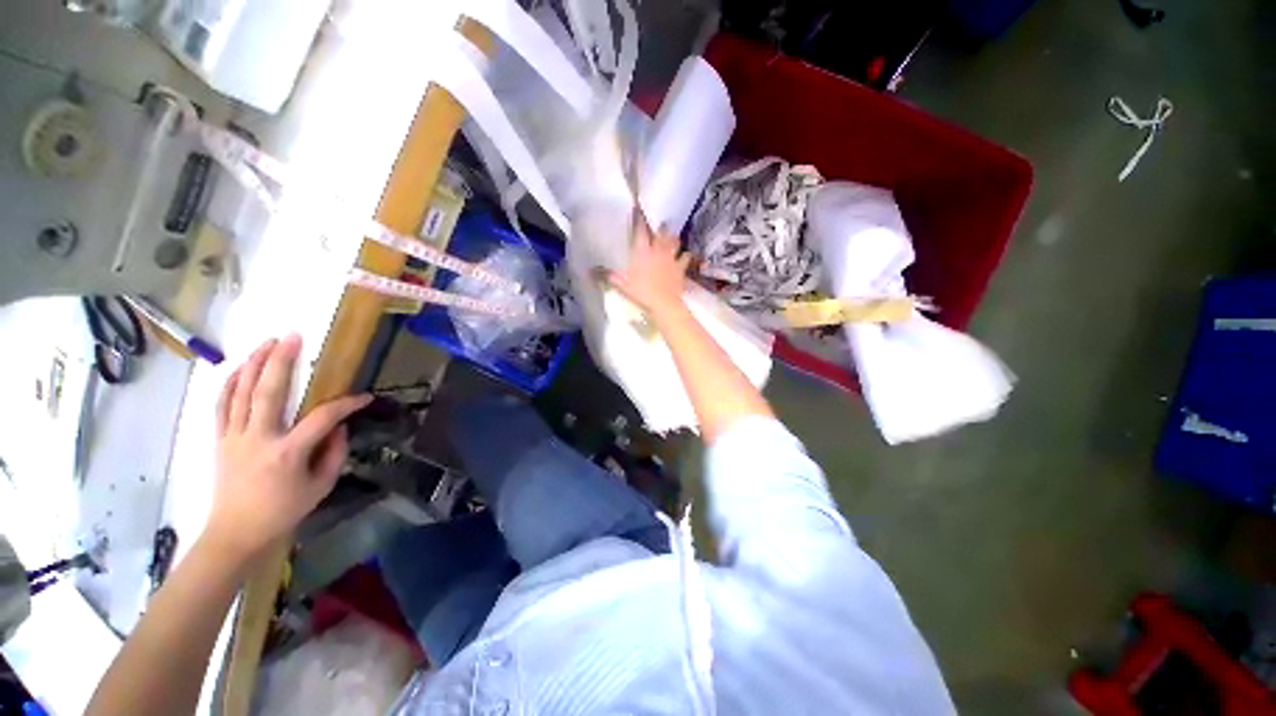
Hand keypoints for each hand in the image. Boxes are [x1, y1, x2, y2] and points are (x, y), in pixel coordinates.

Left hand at [206, 335, 370, 562]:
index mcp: (288, 453)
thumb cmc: (283, 511)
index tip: (364, 397)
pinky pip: (222, 405)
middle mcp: (259, 439)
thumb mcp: (321, 486)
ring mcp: (235, 437)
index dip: (346, 404)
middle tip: (293, 337)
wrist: (236, 532)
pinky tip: (239, 368)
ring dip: (253, 364)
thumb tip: (340, 426)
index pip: (323, 418)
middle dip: (281, 361)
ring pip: (240, 392)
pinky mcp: (221, 440)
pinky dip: (229, 383)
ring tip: (266, 343)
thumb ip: (335, 453)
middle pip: (268, 392)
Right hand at [605, 209, 690, 318]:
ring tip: (674, 235)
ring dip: (674, 238)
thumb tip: (592, 270)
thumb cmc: (641, 292)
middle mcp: (658, 250)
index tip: (638, 208)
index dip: (639, 218)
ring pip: (675, 242)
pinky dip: (686, 256)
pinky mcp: (681, 268)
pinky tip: (686, 255)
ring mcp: (671, 258)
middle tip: (662, 222)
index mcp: (642, 251)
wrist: (663, 303)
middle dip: (661, 226)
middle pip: (661, 233)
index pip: (640, 230)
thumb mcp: (621, 284)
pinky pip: (686, 258)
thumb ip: (609, 275)